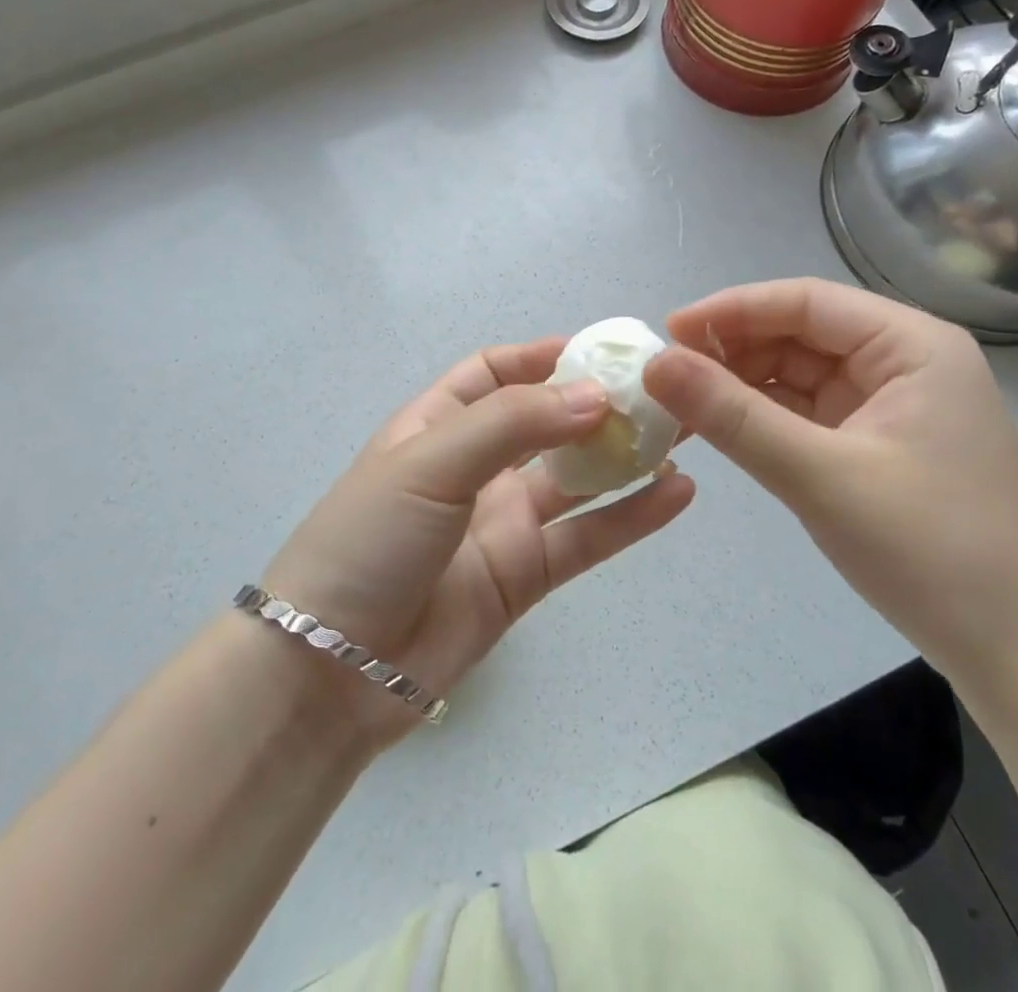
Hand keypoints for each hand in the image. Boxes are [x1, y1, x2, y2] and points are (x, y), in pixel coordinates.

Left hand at [261, 338, 694, 743]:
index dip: (539, 357)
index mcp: (436, 425)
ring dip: (624, 456)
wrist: (333, 668)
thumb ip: (514, 424)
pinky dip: (632, 516)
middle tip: (659, 390)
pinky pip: (587, 537)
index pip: (492, 374)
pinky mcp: (525, 574)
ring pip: (576, 478)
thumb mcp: (431, 460)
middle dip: (596, 403)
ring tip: (684, 432)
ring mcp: (502, 521)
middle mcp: (473, 467)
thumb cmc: (370, 538)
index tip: (595, 350)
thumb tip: (595, 396)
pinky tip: (678, 492)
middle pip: (545, 422)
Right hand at [642, 279, 1017, 685]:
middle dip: (732, 350)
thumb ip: (732, 416)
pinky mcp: (878, 442)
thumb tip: (655, 363)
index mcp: (912, 345)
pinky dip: (762, 417)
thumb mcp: (819, 476)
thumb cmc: (930, 552)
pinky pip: (808, 412)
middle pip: (800, 333)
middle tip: (666, 376)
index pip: (806, 301)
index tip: (667, 332)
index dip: (731, 310)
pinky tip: (719, 427)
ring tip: (681, 404)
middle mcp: (904, 361)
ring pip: (798, 373)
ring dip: (741, 385)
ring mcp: (891, 403)